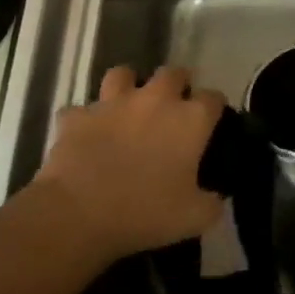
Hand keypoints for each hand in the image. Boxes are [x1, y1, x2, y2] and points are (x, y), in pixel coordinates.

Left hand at [33, 66, 226, 261]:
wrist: (78, 214)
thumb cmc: (144, 213)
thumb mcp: (194, 219)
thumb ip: (212, 204)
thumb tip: (217, 198)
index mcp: (190, 120)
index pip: (213, 98)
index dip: (214, 108)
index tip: (212, 122)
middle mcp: (155, 100)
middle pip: (173, 74)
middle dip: (176, 85)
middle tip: (173, 108)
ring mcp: (113, 103)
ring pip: (123, 74)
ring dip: (128, 86)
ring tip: (128, 106)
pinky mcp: (77, 116)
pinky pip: (80, 110)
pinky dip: (84, 120)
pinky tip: (86, 134)